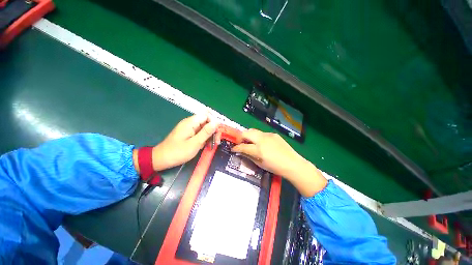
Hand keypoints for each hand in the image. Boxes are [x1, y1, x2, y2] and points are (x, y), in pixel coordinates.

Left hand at [151, 114, 218, 170]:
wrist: (161, 159)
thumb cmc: (178, 152)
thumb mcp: (195, 143)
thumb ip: (206, 132)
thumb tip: (217, 122)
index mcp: (190, 122)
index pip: (206, 115)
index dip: (214, 122)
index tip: (217, 133)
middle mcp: (190, 123)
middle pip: (206, 121)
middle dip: (213, 130)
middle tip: (216, 142)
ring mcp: (189, 128)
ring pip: (204, 128)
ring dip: (209, 136)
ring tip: (211, 145)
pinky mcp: (188, 134)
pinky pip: (199, 133)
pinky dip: (204, 138)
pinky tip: (204, 145)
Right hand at [231, 129, 326, 196]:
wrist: (292, 163)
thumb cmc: (275, 167)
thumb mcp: (260, 164)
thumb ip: (249, 156)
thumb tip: (241, 152)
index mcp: (258, 150)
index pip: (242, 146)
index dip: (236, 147)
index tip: (233, 149)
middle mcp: (262, 139)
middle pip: (246, 133)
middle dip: (240, 137)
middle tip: (241, 143)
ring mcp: (268, 135)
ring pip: (254, 131)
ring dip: (249, 136)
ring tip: (250, 142)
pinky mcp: (273, 134)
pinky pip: (262, 133)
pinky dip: (258, 137)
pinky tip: (262, 143)